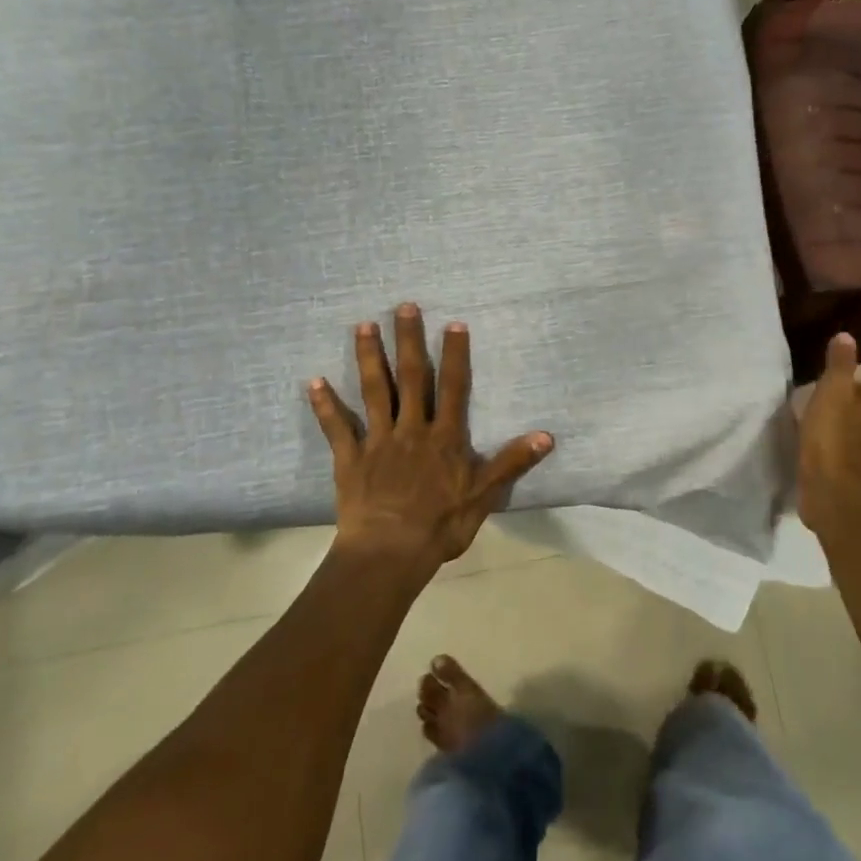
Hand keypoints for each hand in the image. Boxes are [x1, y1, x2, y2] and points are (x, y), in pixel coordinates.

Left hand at [307, 304, 552, 572]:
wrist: (390, 554)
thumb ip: (511, 463)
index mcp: (444, 437)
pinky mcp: (350, 459)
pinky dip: (326, 405)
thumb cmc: (441, 526)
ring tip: (363, 325)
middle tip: (403, 306)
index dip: (455, 355)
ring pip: (374, 391)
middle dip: (409, 341)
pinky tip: (314, 381)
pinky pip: (337, 428)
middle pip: (411, 378)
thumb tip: (546, 436)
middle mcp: (411, 429)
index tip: (453, 323)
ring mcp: (378, 441)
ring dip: (369, 358)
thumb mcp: (484, 496)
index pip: (453, 387)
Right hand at [797, 333, 860, 538]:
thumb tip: (847, 336)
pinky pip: (843, 463)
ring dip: (839, 434)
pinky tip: (812, 457)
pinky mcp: (851, 484)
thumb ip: (839, 366)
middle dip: (847, 411)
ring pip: (855, 440)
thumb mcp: (831, 394)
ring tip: (812, 431)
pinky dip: (832, 457)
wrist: (831, 494)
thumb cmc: (831, 439)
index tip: (831, 386)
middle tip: (818, 407)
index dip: (855, 386)